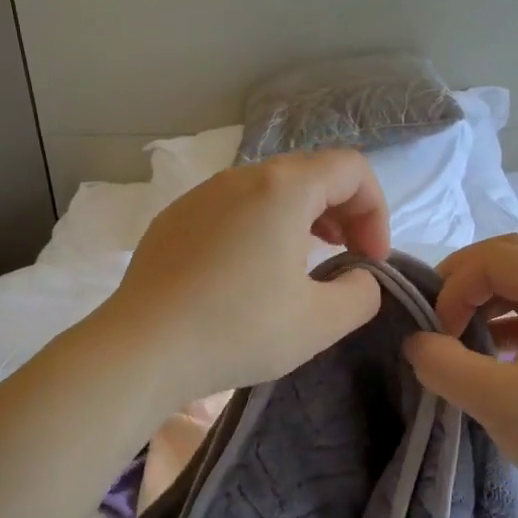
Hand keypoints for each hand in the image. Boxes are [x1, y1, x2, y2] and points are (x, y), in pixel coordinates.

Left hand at [100, 150, 390, 403]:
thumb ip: (362, 292)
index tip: (370, 260)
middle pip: (310, 173)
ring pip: (270, 189)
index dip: (376, 211)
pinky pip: (233, 208)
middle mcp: (241, 177)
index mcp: (284, 188)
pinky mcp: (175, 219)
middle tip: (347, 258)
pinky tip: (251, 274)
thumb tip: (358, 277)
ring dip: (302, 217)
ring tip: (305, 261)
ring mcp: (202, 195)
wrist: (141, 348)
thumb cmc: (238, 329)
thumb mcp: (321, 322)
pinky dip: (261, 227)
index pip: (352, 170)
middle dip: (343, 212)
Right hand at [402, 235, 517, 517]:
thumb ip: (444, 365)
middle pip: (514, 256)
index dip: (453, 286)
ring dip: (490, 298)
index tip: (436, 333)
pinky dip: (513, 318)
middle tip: (439, 316)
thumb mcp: (498, 403)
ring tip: (462, 334)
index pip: (494, 257)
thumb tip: (416, 340)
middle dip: (468, 280)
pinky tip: (495, 350)